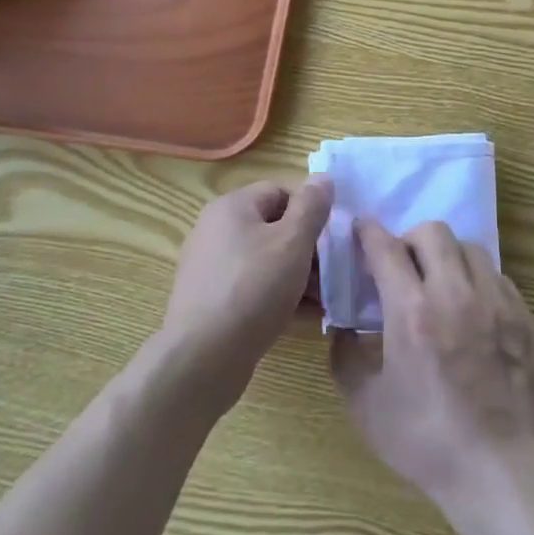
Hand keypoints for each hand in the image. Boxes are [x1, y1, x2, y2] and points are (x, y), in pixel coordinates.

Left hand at [161, 177, 332, 402]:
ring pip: (264, 260)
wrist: (203, 357)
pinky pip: (250, 286)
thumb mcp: (293, 242)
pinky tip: (299, 317)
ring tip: (320, 300)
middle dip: (305, 249)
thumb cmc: (254, 289)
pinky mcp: (209, 299)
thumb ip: (312, 207)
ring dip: (295, 275)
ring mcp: (209, 266)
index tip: (330, 240)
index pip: (280, 192)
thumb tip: (323, 177)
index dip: (309, 212)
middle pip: (272, 227)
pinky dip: (275, 295)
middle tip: (330, 275)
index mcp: (231, 207)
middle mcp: (214, 229)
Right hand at [329, 220, 533, 513]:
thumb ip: (345, 358)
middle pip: (433, 232)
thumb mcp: (366, 407)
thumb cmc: (428, 442)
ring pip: (470, 248)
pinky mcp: (525, 318)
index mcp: (412, 312)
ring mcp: (497, 303)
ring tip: (441, 284)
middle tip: (403, 264)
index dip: (369, 232)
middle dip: (410, 239)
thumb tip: (343, 328)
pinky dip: (478, 282)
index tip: (362, 231)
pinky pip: (499, 277)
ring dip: (448, 257)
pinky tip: (473, 311)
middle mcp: (455, 294)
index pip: (386, 248)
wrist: (503, 471)